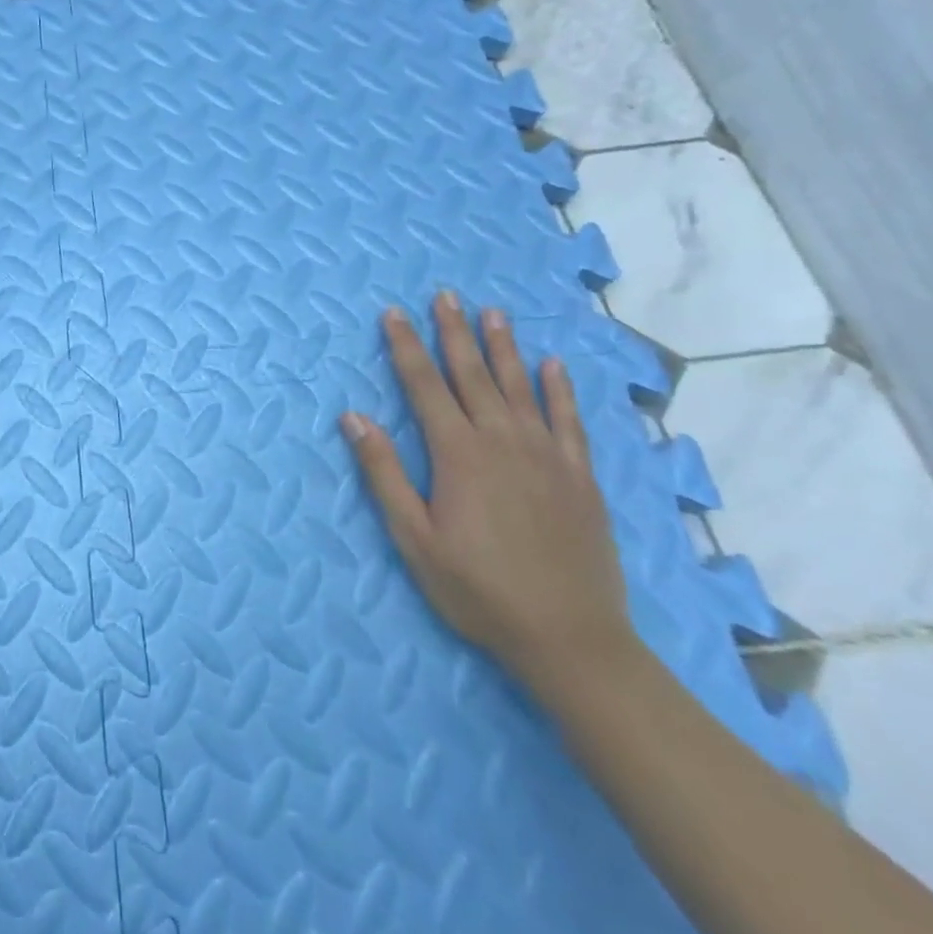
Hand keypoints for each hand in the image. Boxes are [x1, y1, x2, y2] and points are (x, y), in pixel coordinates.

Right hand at [338, 291, 635, 692]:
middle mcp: (502, 440)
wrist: (571, 639)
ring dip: (504, 347)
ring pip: (520, 386)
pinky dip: (560, 389)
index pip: (424, 385)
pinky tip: (553, 366)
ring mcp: (546, 455)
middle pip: (472, 374)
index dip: (406, 346)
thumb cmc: (478, 589)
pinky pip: (569, 420)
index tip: (394, 313)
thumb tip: (353, 416)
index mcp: (458, 453)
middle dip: (454, 332)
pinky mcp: (579, 476)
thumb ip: (383, 473)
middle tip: (446, 295)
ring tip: (494, 312)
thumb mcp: (414, 538)